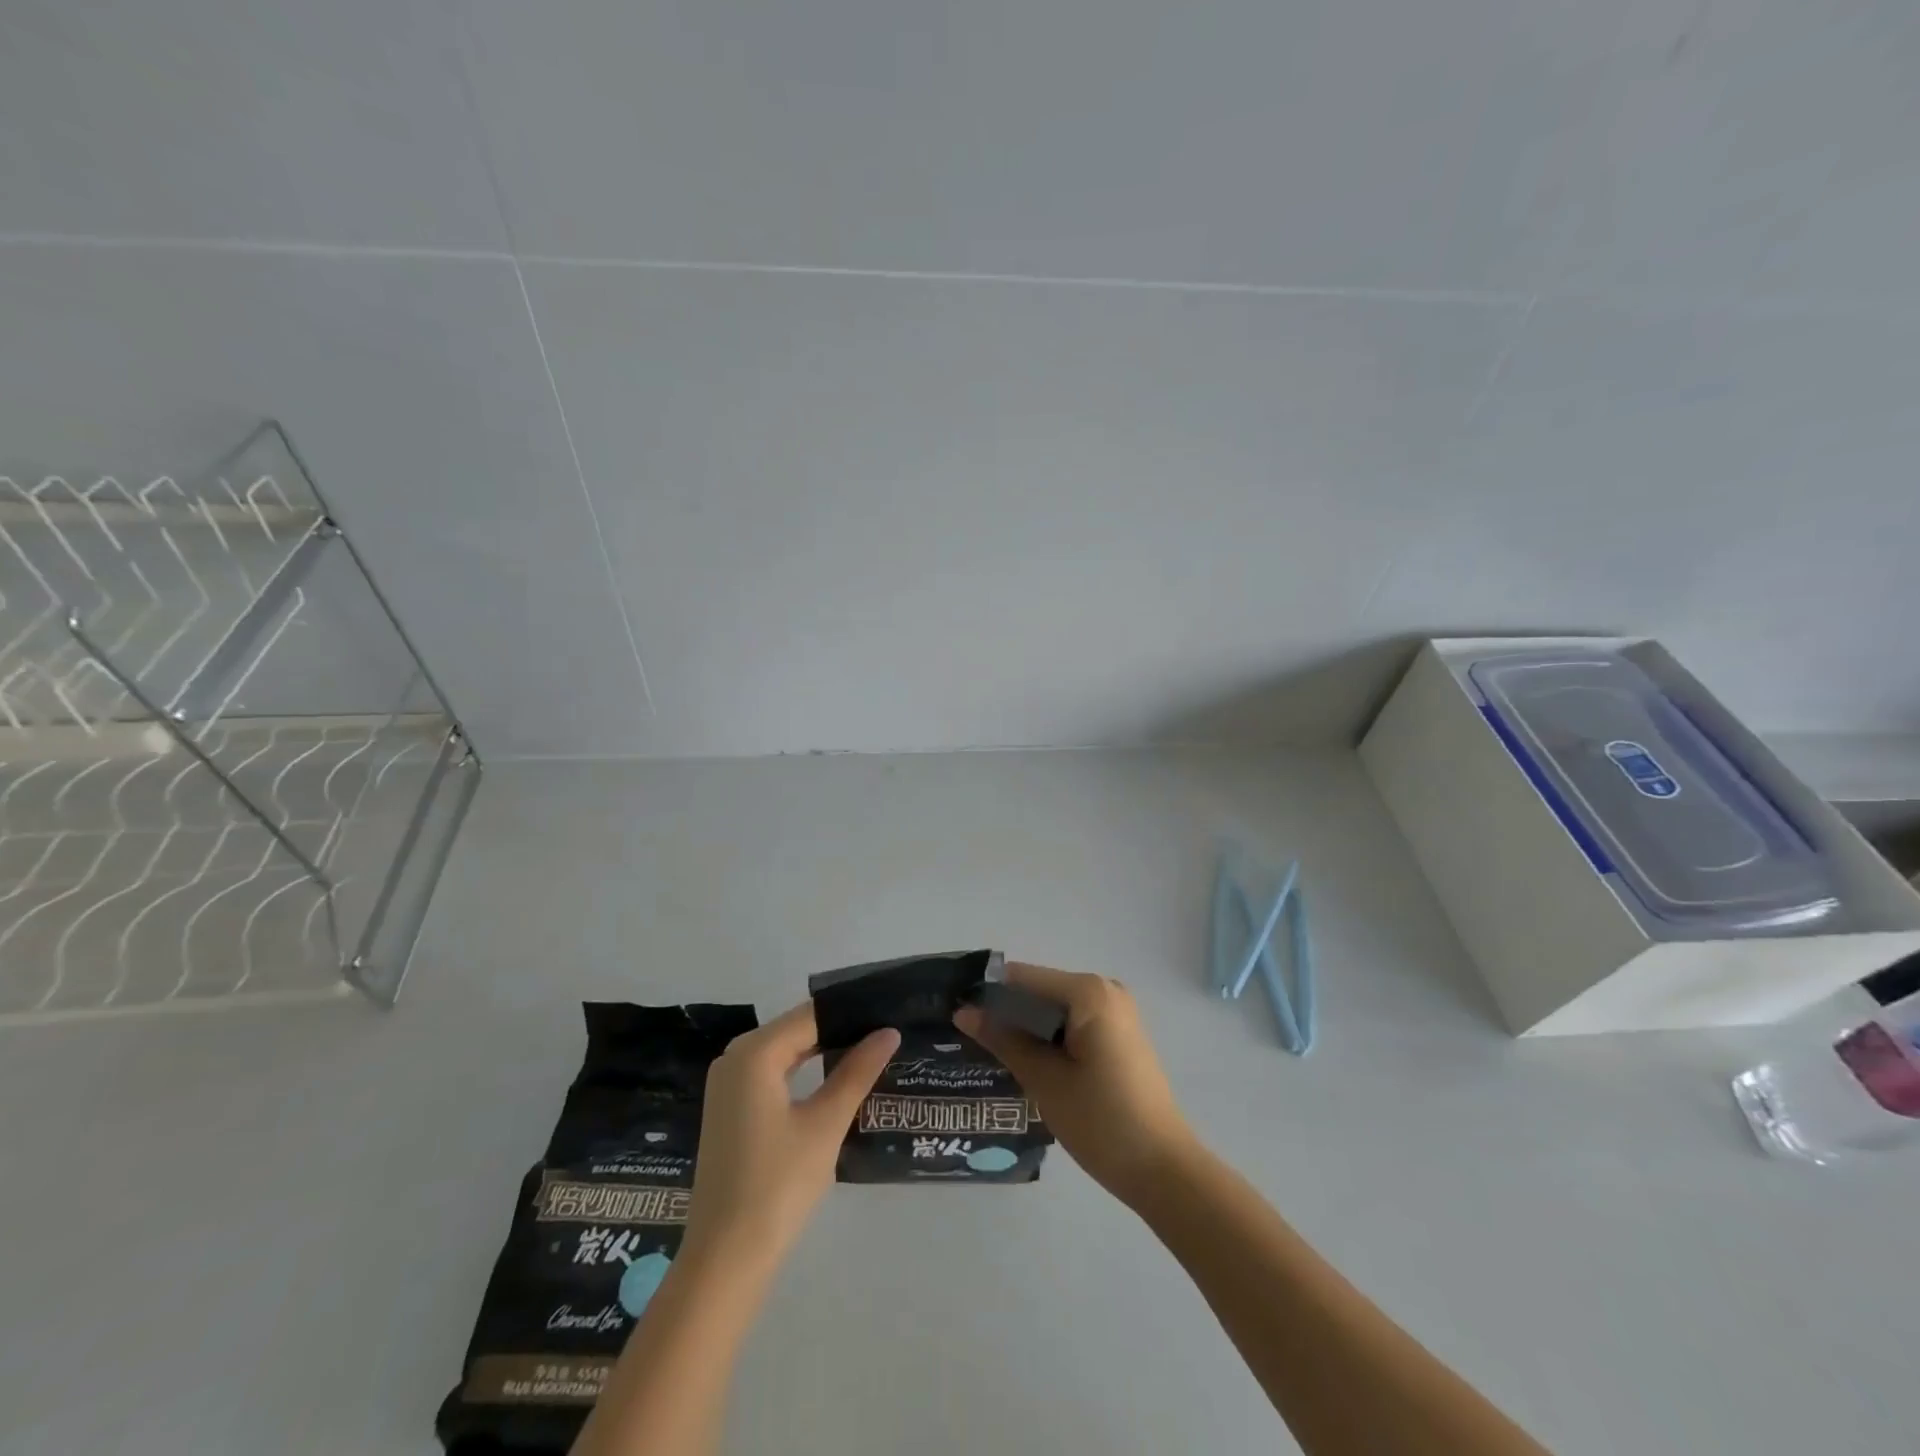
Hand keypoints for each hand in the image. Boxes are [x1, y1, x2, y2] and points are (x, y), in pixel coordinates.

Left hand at [685, 1002, 898, 1265]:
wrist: (725, 1259)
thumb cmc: (778, 1185)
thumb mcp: (825, 1124)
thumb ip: (857, 1072)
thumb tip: (888, 1032)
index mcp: (754, 1052)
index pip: (812, 1016)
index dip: (851, 1013)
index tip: (889, 1013)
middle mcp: (735, 1057)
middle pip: (797, 1030)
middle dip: (839, 1030)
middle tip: (887, 1033)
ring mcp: (728, 1083)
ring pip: (785, 1052)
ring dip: (823, 1052)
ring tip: (871, 1051)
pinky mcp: (729, 1108)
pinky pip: (772, 1073)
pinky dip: (803, 1072)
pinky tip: (834, 1080)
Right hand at [954, 962, 1193, 1205]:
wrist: (1163, 1170)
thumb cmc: (1101, 1121)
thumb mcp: (1044, 1079)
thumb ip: (1003, 1039)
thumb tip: (963, 1011)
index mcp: (1088, 992)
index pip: (1023, 978)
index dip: (988, 994)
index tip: (955, 1014)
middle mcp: (1104, 990)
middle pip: (1040, 990)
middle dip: (1006, 1012)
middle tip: (968, 1038)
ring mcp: (1116, 1012)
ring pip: (1055, 1009)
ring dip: (1026, 1027)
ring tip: (989, 1052)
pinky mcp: (1120, 1035)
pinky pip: (1073, 1023)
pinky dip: (1049, 1037)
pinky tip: (1027, 1062)